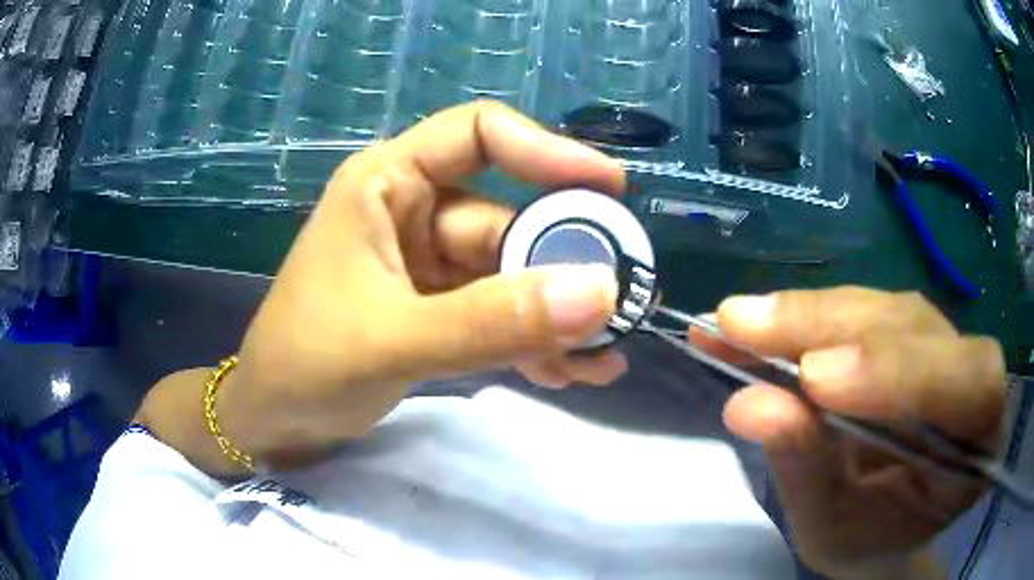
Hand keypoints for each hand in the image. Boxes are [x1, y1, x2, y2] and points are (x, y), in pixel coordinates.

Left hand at [222, 102, 629, 460]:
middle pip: (509, 218)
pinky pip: (498, 313)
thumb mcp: (393, 340)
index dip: (547, 150)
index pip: (479, 132)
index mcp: (388, 183)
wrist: (274, 421)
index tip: (610, 189)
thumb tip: (599, 292)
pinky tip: (569, 373)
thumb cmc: (304, 366)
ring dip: (556, 317)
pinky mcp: (437, 309)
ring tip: (602, 359)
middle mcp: (413, 211)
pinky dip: (532, 341)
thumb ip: (491, 321)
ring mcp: (427, 264)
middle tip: (620, 307)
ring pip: (512, 274)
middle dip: (565, 266)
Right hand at [713, 288, 1004, 578]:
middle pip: (917, 330)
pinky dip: (801, 317)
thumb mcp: (833, 530)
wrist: (881, 524)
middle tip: (744, 329)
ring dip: (806, 315)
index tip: (815, 380)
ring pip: (880, 309)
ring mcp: (937, 345)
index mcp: (979, 444)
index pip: (972, 386)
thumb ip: (806, 470)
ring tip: (734, 326)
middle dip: (831, 327)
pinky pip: (857, 310)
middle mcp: (969, 378)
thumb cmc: (868, 539)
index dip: (903, 373)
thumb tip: (749, 404)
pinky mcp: (901, 332)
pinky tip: (753, 323)